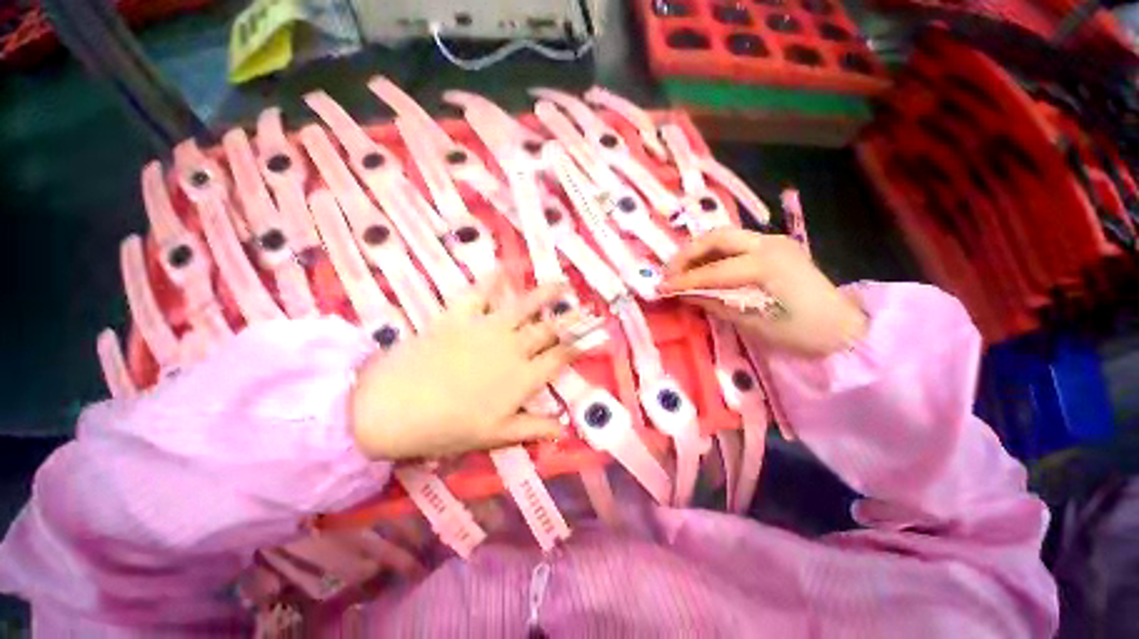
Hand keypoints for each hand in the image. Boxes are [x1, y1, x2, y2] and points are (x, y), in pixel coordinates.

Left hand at [349, 277, 582, 459]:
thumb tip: (564, 429)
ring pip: (525, 306)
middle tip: (587, 308)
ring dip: (546, 294)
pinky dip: (491, 279)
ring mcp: (488, 328)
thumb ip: (532, 429)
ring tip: (562, 284)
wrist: (392, 407)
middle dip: (572, 319)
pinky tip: (502, 268)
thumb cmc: (446, 428)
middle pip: (549, 330)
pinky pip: (479, 292)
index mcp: (523, 378)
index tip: (596, 337)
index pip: (560, 358)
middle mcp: (513, 348)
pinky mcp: (460, 316)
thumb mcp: (494, 435)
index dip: (580, 347)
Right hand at [660, 229, 866, 356]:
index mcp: (765, 266)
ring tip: (682, 269)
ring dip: (699, 250)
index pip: (713, 271)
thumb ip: (716, 303)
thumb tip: (685, 295)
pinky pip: (737, 243)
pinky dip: (715, 253)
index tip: (662, 287)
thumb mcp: (752, 322)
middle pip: (716, 238)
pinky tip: (705, 266)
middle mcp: (769, 244)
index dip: (684, 280)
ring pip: (725, 236)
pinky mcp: (777, 246)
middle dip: (687, 254)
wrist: (842, 328)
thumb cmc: (800, 332)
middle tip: (669, 273)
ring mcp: (775, 241)